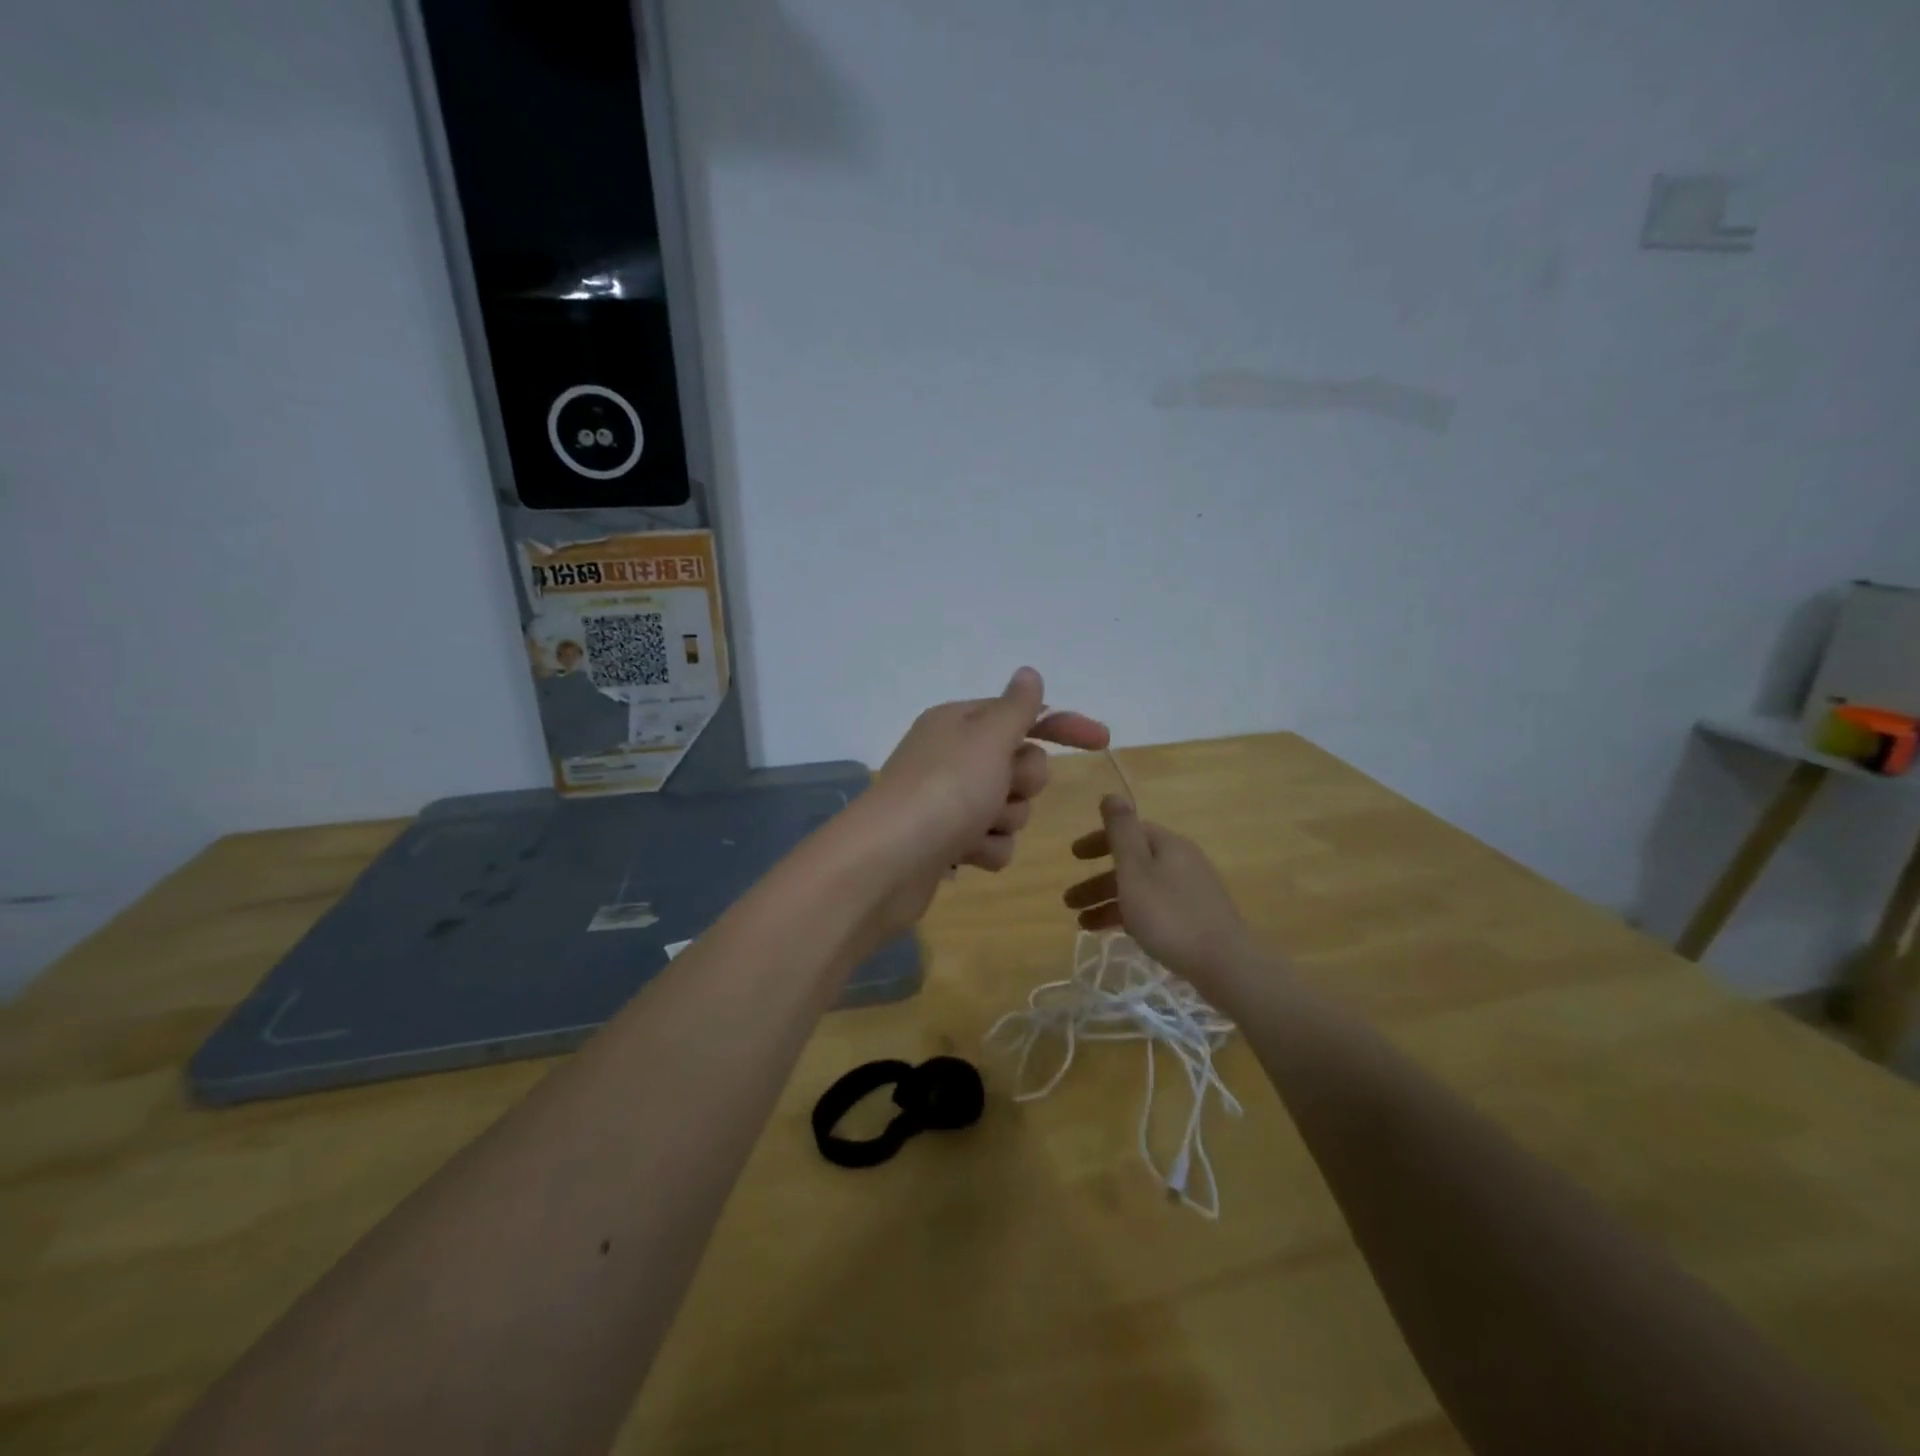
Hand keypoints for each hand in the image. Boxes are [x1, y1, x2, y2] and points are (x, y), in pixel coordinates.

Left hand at [854, 668, 1107, 935]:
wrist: (887, 862)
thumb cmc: (945, 790)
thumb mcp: (988, 739)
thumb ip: (1017, 708)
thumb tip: (1028, 673)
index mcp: (959, 723)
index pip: (1022, 714)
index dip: (1063, 725)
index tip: (1102, 740)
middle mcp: (952, 757)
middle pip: (1021, 764)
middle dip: (1022, 782)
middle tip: (1001, 789)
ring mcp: (948, 801)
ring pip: (1011, 807)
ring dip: (1004, 820)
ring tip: (977, 827)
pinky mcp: (947, 841)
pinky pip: (993, 842)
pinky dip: (987, 849)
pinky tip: (965, 855)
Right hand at [1062, 794, 1251, 987]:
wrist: (1224, 964)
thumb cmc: (1169, 914)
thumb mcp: (1136, 870)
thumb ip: (1121, 831)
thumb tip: (1112, 793)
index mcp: (1168, 845)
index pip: (1129, 831)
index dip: (1098, 841)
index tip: (1073, 857)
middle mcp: (1182, 862)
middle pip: (1132, 863)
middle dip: (1098, 881)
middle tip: (1069, 901)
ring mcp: (1191, 891)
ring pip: (1141, 889)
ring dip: (1109, 902)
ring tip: (1083, 925)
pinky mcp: (1196, 919)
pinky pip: (1154, 908)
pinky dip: (1131, 916)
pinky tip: (1117, 933)